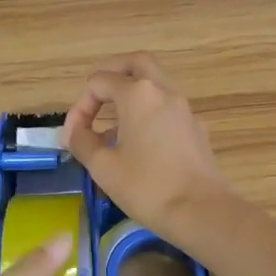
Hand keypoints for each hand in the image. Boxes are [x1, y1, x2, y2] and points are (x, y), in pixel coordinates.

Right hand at [61, 53, 232, 245]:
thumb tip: (74, 132)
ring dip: (131, 96)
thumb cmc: (147, 187)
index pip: (99, 82)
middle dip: (112, 75)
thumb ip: (82, 142)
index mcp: (138, 95)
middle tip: (96, 98)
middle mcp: (164, 91)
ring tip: (112, 128)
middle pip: (135, 64)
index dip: (80, 107)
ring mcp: (184, 109)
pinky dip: (148, 113)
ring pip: (155, 84)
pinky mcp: (196, 128)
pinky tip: (139, 145)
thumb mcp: (103, 167)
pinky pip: (167, 108)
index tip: (73, 137)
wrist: (201, 211)